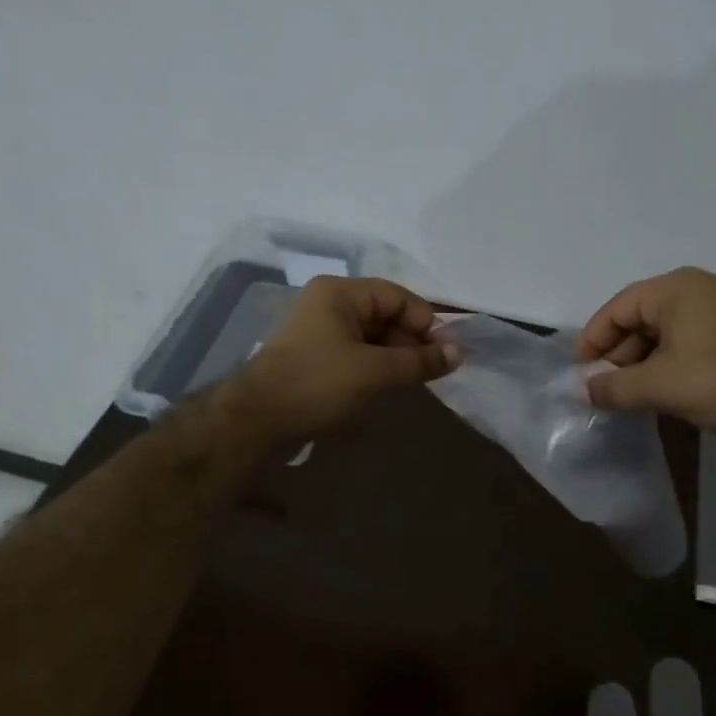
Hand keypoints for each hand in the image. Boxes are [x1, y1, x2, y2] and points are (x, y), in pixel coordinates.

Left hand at [228, 276, 457, 443]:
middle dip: (412, 341)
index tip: (448, 353)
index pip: (398, 297)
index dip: (427, 322)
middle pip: (386, 315)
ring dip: (397, 357)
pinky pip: (357, 354)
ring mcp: (320, 331)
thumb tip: (458, 354)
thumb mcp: (376, 372)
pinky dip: (377, 367)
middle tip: (434, 371)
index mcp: (341, 293)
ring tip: (415, 382)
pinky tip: (390, 387)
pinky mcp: (315, 358)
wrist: (257, 421)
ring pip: (373, 337)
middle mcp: (330, 304)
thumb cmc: (319, 384)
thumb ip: (419, 361)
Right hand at [576, 268, 715, 435]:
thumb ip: (613, 387)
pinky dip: (667, 359)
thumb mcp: (658, 386)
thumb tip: (582, 389)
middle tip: (603, 386)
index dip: (594, 339)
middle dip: (618, 353)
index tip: (581, 370)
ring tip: (628, 393)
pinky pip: (687, 337)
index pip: (619, 308)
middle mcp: (698, 288)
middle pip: (641, 316)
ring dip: (641, 360)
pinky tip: (660, 387)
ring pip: (664, 330)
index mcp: (676, 289)